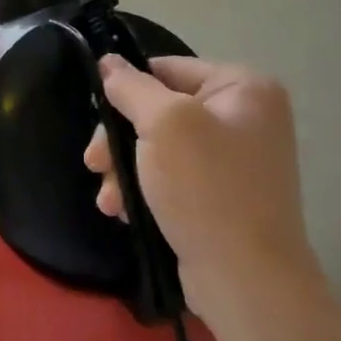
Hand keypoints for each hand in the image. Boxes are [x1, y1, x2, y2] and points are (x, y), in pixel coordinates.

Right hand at [84, 57, 320, 309]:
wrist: (246, 280)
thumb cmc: (206, 189)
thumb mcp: (163, 125)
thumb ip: (131, 87)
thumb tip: (108, 60)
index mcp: (244, 87)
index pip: (167, 69)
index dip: (126, 90)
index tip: (96, 118)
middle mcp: (246, 117)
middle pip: (159, 110)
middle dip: (120, 140)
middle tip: (93, 164)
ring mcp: (236, 159)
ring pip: (159, 147)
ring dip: (125, 170)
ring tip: (108, 200)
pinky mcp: (222, 195)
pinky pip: (172, 177)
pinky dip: (145, 190)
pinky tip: (125, 211)